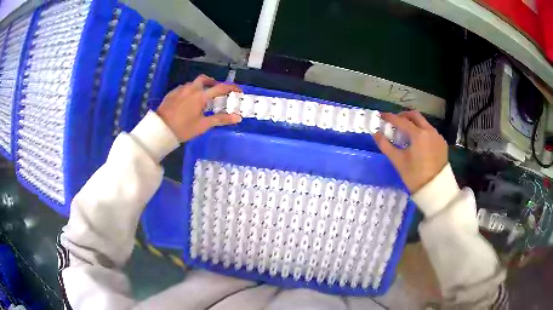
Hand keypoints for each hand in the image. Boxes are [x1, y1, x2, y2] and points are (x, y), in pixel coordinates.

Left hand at [156, 75, 241, 141]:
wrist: (160, 129)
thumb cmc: (183, 128)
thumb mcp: (203, 125)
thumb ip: (221, 119)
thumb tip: (238, 117)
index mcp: (201, 96)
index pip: (221, 88)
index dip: (231, 88)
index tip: (238, 91)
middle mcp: (191, 88)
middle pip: (205, 79)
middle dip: (212, 82)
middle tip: (216, 91)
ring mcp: (180, 89)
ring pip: (193, 83)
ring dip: (200, 87)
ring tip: (201, 98)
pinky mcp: (172, 93)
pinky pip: (184, 88)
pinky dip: (190, 91)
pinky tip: (187, 101)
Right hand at [374, 111, 447, 192]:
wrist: (435, 190)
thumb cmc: (415, 176)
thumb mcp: (398, 161)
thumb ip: (385, 145)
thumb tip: (375, 134)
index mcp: (418, 134)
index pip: (401, 121)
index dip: (390, 117)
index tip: (382, 115)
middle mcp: (429, 131)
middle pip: (415, 116)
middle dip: (404, 116)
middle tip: (395, 120)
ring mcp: (437, 136)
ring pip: (424, 123)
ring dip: (414, 123)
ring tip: (406, 132)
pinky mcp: (442, 143)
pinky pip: (430, 131)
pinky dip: (422, 131)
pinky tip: (419, 141)